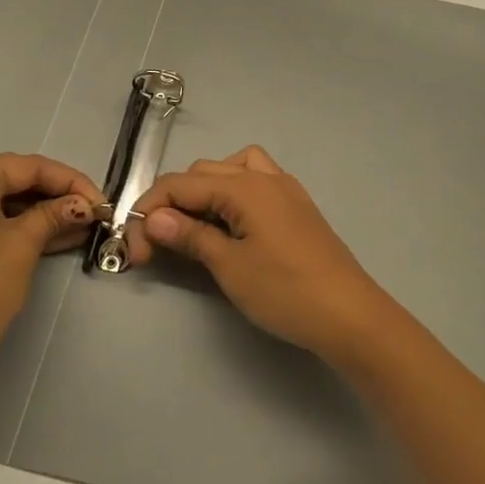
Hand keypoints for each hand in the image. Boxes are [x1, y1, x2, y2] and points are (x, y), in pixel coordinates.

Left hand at [0, 153, 101, 409]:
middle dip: (53, 196)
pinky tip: (48, 237)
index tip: (100, 200)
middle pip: (8, 181)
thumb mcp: (24, 246)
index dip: (69, 180)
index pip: (25, 167)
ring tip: (77, 226)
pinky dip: (10, 228)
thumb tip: (82, 205)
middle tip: (90, 211)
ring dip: (35, 214)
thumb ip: (54, 214)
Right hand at [127, 145, 398, 368]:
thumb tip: (153, 218)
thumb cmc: (286, 291)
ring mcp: (285, 189)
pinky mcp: (297, 206)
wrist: (349, 314)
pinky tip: (231, 224)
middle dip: (173, 202)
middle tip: (159, 245)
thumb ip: (191, 236)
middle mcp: (265, 176)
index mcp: (245, 186)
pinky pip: (256, 181)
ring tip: (195, 226)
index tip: (135, 251)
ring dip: (205, 190)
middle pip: (204, 172)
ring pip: (232, 169)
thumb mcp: (230, 266)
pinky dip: (233, 193)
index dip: (149, 212)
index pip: (181, 184)